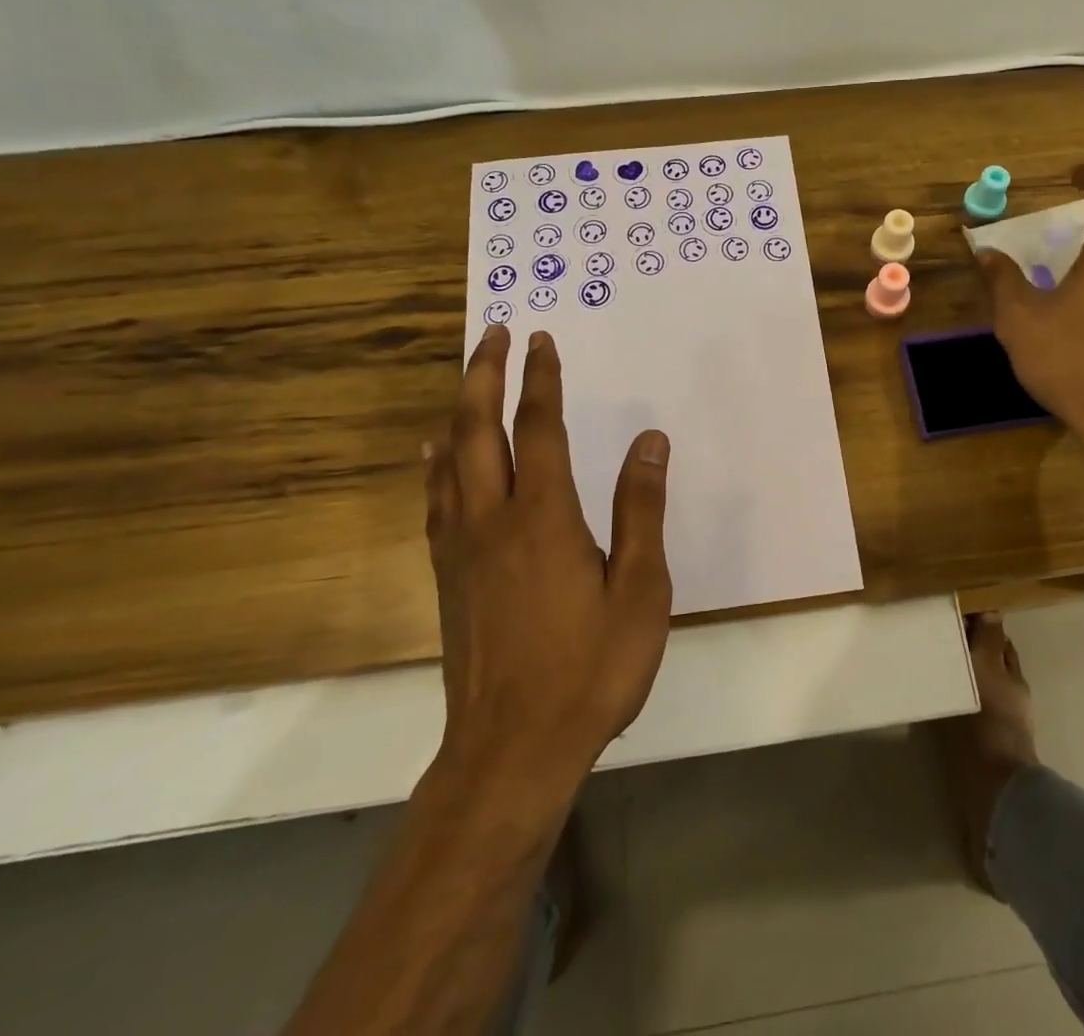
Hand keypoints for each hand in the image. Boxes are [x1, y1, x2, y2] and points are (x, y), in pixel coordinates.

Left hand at [424, 325, 672, 788]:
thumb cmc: (589, 668)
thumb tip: (649, 440)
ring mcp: (461, 547)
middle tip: (493, 334)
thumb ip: (641, 510)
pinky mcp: (446, 576)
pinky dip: (436, 464)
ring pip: (449, 459)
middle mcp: (493, 518)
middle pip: (478, 429)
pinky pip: (435, 500)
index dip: (541, 379)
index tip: (541, 340)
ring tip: (467, 378)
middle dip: (484, 374)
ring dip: (459, 410)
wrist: (511, 750)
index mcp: (544, 517)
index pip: (540, 428)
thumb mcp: (640, 590)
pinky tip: (434, 456)